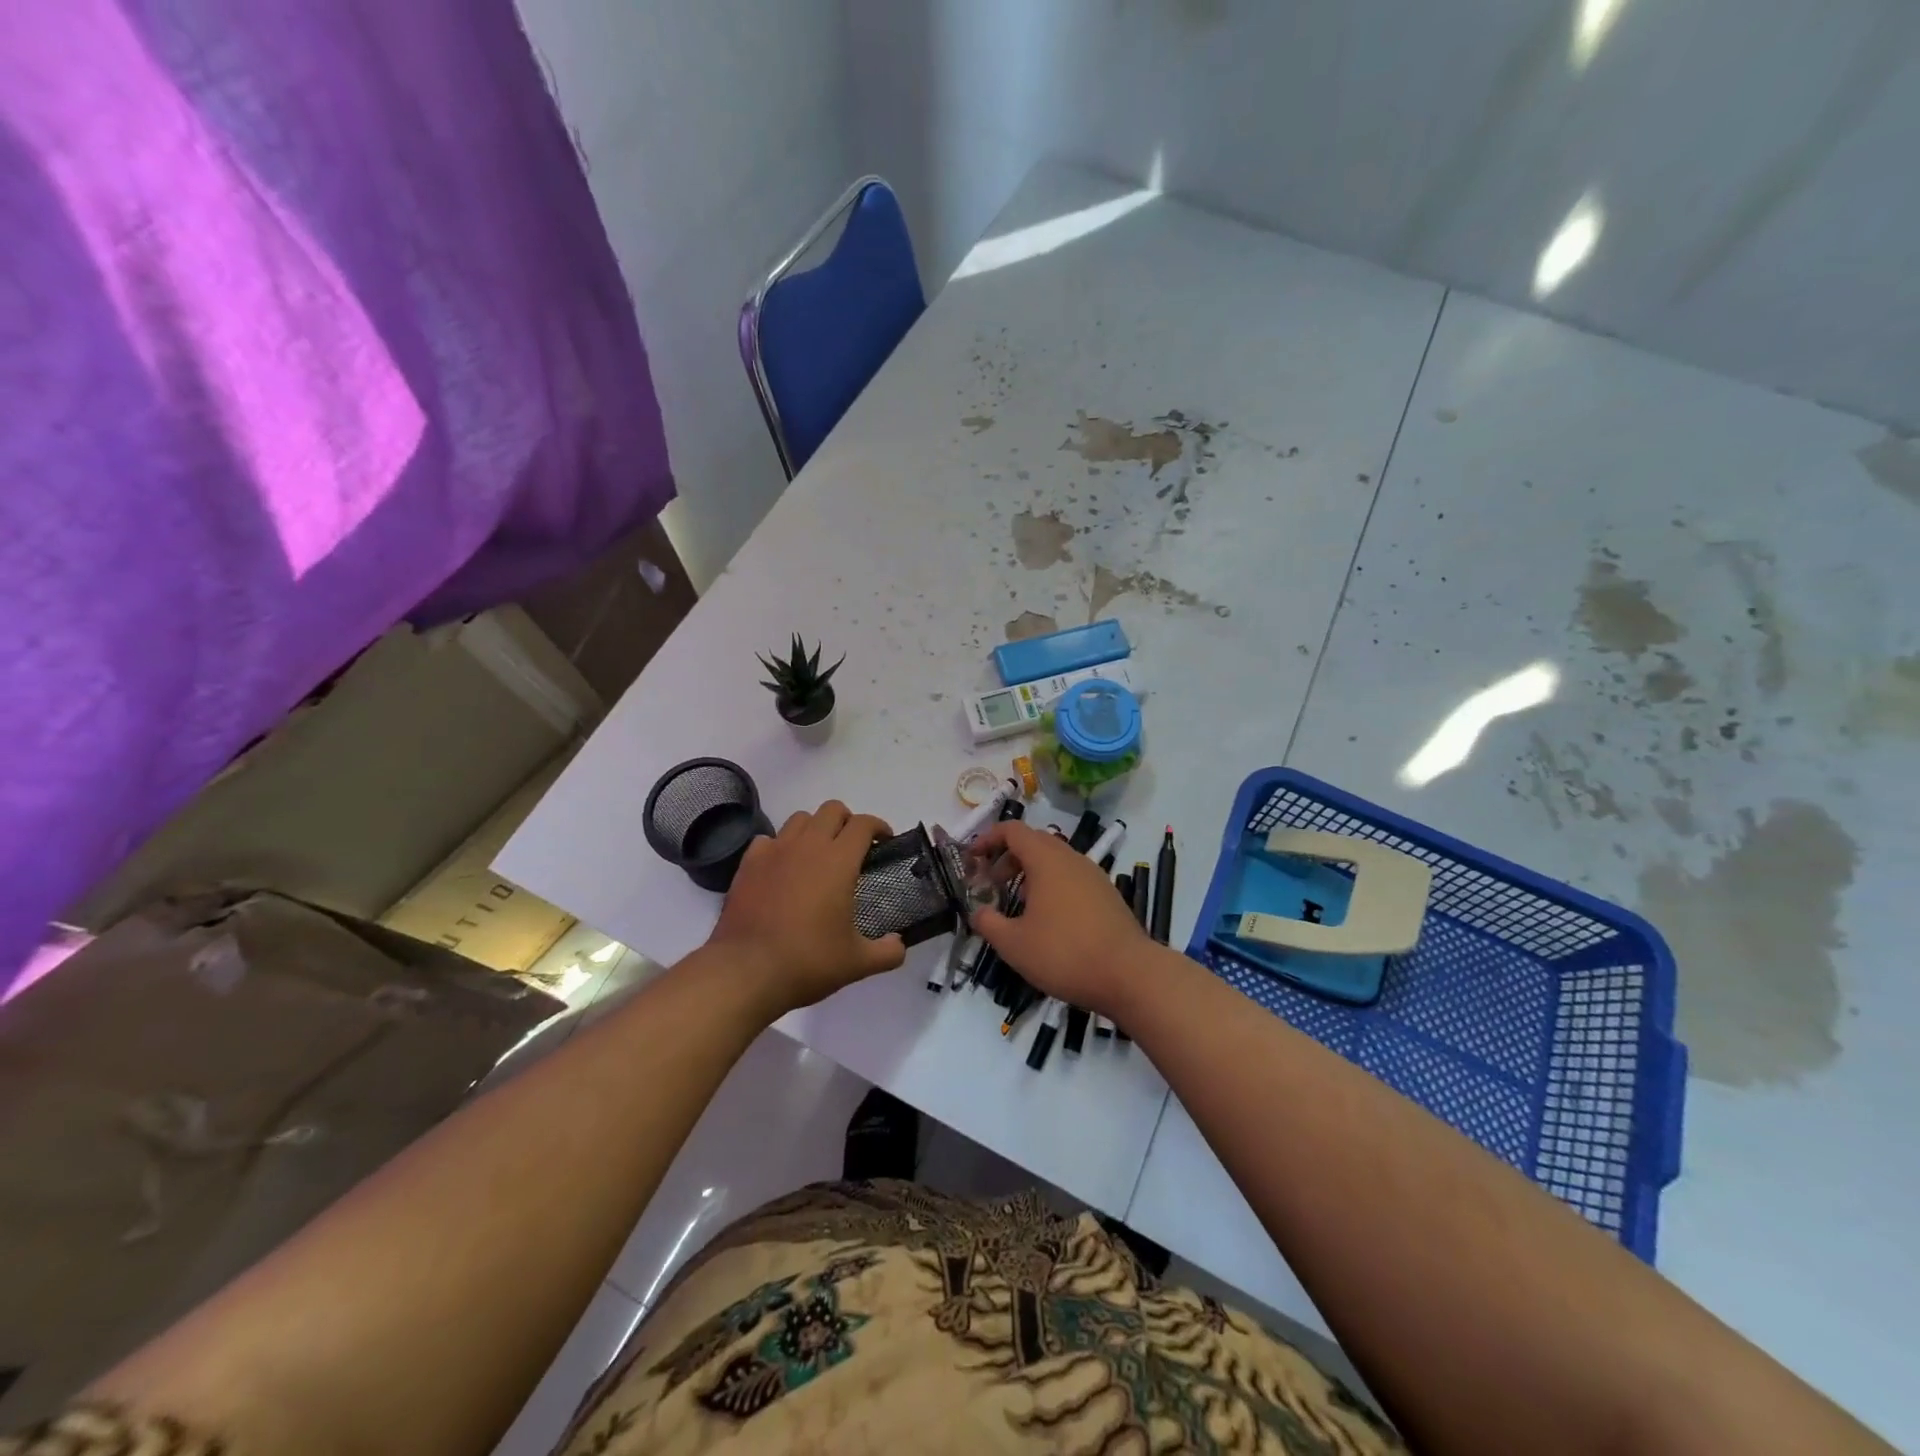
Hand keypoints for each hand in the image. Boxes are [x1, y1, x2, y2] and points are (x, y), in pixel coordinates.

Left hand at [706, 800, 906, 1014]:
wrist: (746, 971)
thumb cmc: (808, 961)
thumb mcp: (857, 963)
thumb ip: (887, 952)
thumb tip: (899, 945)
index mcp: (839, 861)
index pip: (864, 824)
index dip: (879, 827)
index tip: (885, 842)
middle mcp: (808, 846)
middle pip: (832, 810)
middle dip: (848, 821)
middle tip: (853, 848)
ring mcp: (775, 851)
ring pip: (800, 819)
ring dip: (815, 828)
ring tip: (818, 855)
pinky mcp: (748, 864)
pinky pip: (769, 839)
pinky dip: (781, 846)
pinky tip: (783, 869)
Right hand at [969, 820, 1152, 1017]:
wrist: (1130, 975)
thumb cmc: (1065, 954)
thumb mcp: (1014, 944)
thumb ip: (988, 923)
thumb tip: (977, 912)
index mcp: (1046, 860)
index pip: (1012, 830)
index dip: (988, 839)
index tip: (972, 859)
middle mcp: (1071, 858)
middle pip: (1034, 842)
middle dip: (1008, 857)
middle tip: (991, 883)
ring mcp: (1093, 875)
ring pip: (1055, 860)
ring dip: (1030, 872)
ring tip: (1017, 903)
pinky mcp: (1106, 894)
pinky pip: (1071, 877)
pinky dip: (1052, 885)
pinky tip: (1048, 918)